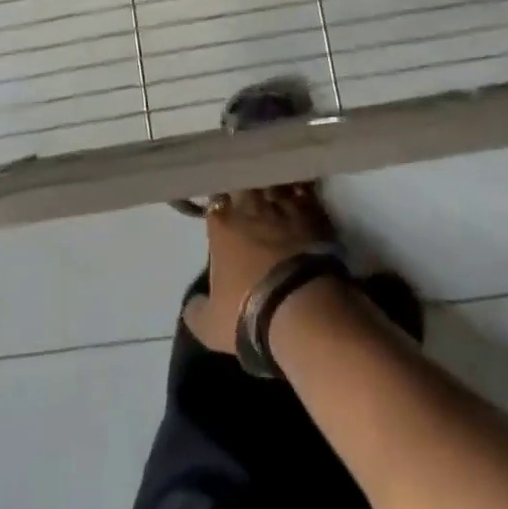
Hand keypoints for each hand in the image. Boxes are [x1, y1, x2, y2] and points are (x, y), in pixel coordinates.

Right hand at [184, 184, 334, 354]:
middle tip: (248, 198)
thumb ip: (196, 310)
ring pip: (275, 183)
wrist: (302, 309)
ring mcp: (284, 207)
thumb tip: (193, 305)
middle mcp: (251, 207)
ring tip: (275, 194)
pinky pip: (304, 192)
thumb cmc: (249, 314)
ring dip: (274, 187)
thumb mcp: (210, 326)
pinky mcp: (313, 213)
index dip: (219, 206)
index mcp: (222, 225)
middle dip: (245, 190)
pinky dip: (301, 193)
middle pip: (245, 184)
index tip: (222, 212)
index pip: (214, 201)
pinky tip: (302, 198)